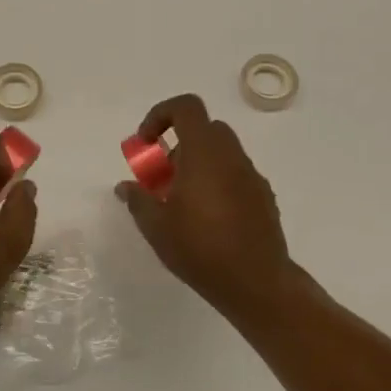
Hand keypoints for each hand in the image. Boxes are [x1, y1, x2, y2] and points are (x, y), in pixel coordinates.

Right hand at [117, 93, 292, 320]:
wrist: (256, 282)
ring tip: (181, 204)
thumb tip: (126, 186)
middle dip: (178, 146)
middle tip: (162, 178)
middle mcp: (232, 157)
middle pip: (204, 130)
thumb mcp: (156, 226)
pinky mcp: (264, 197)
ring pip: (221, 154)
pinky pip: (235, 175)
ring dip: (197, 166)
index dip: (161, 115)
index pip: (186, 107)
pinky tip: (207, 219)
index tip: (147, 143)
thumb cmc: (199, 248)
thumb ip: (138, 199)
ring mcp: (252, 176)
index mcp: (204, 153)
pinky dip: (217, 183)